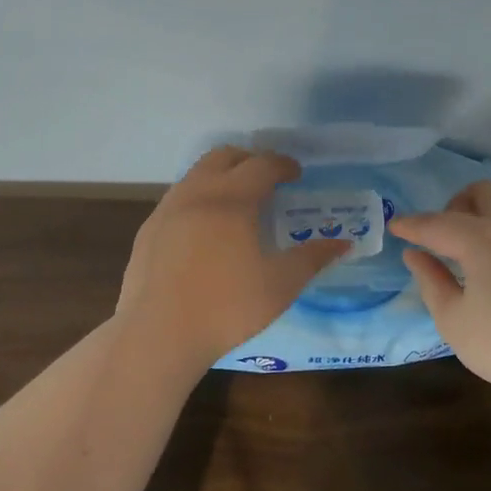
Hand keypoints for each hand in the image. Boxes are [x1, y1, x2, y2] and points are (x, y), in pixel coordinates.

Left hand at [116, 146, 350, 369]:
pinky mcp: (148, 230)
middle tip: (267, 180)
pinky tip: (204, 231)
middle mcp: (197, 193)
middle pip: (223, 156)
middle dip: (249, 160)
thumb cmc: (226, 308)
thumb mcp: (280, 286)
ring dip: (220, 177)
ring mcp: (167, 209)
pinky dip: (198, 199)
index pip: (262, 164)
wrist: (158, 334)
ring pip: (196, 175)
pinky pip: (177, 199)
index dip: (283, 165)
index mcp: (232, 199)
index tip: (296, 174)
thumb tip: (342, 244)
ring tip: (236, 203)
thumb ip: (312, 258)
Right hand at [390, 181, 490, 396]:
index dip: (412, 225)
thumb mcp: (454, 321)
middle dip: (456, 205)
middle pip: (482, 192)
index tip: (396, 226)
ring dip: (486, 218)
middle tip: (444, 238)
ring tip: (474, 254)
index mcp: (481, 239)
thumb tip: (415, 255)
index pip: (437, 224)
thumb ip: (431, 282)